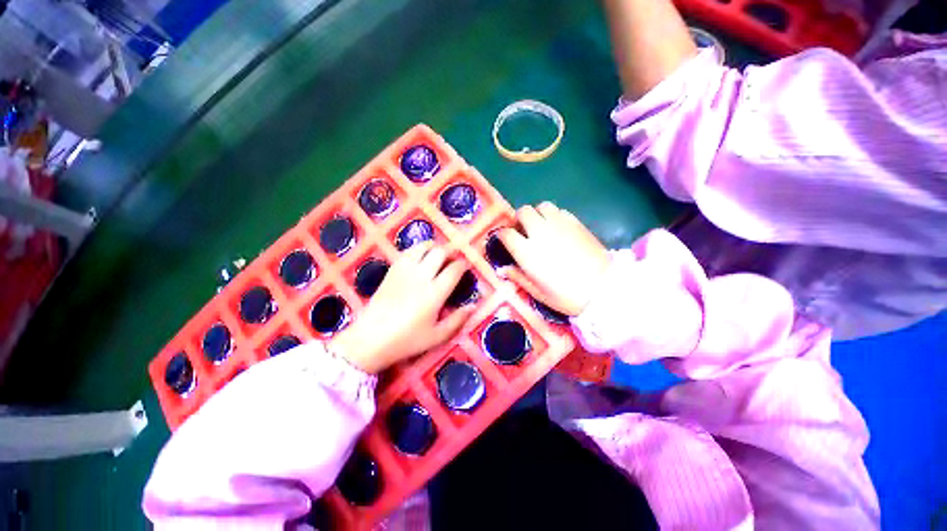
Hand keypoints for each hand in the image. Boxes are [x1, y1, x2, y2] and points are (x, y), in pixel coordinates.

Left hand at [331, 242, 475, 373]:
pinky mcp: (392, 270)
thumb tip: (474, 305)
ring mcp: (405, 271)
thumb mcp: (437, 336)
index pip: (454, 270)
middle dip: (451, 251)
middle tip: (455, 256)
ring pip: (423, 247)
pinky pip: (408, 252)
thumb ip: (457, 320)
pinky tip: (421, 254)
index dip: (463, 265)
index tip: (467, 265)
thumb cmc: (407, 340)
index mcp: (435, 293)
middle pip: (440, 253)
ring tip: (439, 252)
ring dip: (435, 246)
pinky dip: (418, 248)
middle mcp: (421, 277)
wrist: (370, 339)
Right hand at [499, 202, 608, 315]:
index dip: (502, 235)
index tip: (504, 240)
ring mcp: (559, 225)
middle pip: (523, 212)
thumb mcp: (537, 292)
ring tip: (540, 226)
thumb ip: (517, 277)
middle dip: (519, 219)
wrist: (603, 289)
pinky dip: (554, 216)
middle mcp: (540, 232)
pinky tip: (558, 228)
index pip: (506, 233)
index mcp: (527, 251)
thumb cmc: (566, 295)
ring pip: (541, 206)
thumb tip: (501, 269)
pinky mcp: (576, 223)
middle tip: (523, 231)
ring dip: (537, 214)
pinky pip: (560, 211)